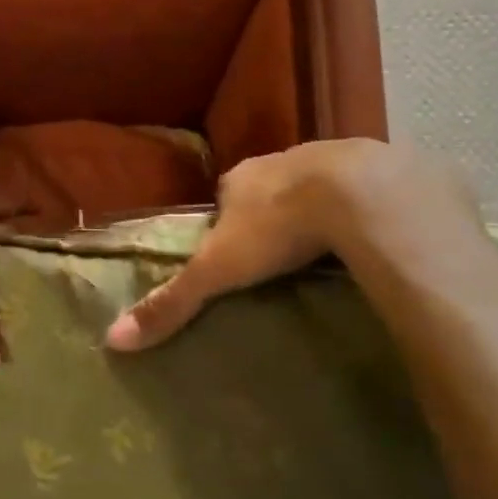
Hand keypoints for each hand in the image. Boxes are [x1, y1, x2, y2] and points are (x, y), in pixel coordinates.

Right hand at [105, 139, 482, 350]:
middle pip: (272, 187)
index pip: (225, 196)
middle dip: (276, 211)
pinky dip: (368, 208)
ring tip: (330, 247)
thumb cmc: (277, 228)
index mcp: (242, 178)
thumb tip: (114, 340)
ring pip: (321, 183)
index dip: (227, 219)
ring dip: (322, 207)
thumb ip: (173, 302)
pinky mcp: (383, 169)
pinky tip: (376, 237)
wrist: (361, 195)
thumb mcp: (218, 271)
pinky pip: (370, 188)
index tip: (237, 249)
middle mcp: (285, 160)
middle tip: (284, 250)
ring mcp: (336, 159)